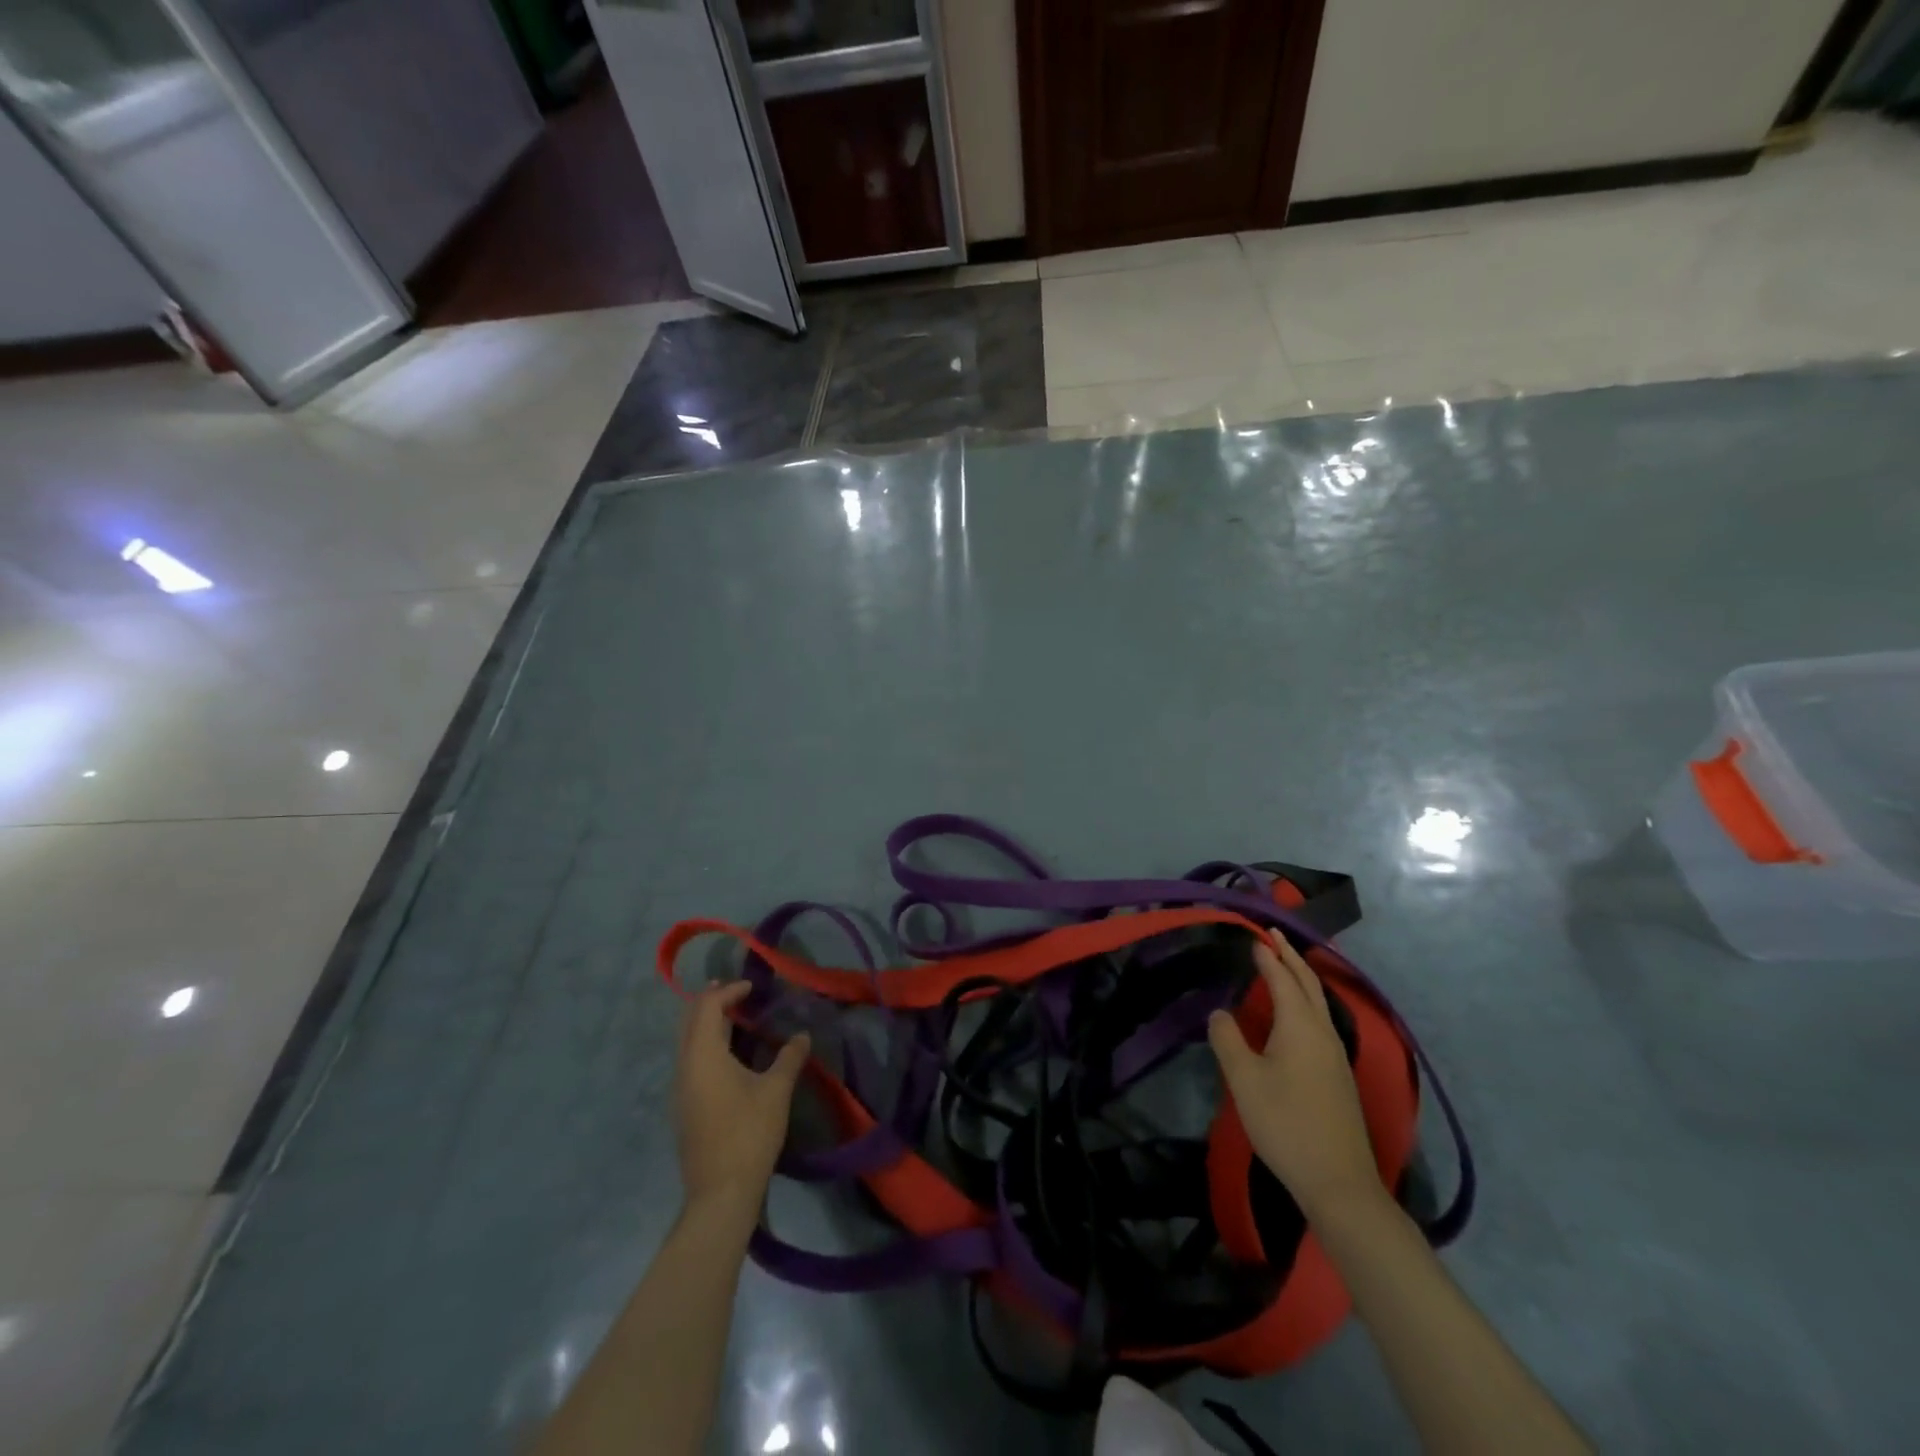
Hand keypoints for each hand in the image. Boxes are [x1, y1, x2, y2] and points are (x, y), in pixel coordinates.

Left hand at [674, 983, 809, 1211]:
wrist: (720, 1193)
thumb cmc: (749, 1133)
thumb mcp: (776, 1091)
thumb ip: (789, 1058)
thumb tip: (802, 1035)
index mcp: (703, 1055)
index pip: (706, 1007)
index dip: (728, 991)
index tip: (752, 987)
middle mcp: (684, 1066)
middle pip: (690, 1021)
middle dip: (711, 1001)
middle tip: (736, 992)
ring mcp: (680, 1089)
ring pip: (687, 1042)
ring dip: (707, 1024)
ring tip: (735, 1018)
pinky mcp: (684, 1107)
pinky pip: (690, 1060)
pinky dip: (706, 1044)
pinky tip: (729, 1055)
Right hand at [1208, 932, 1382, 1219]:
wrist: (1339, 1183)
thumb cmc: (1286, 1123)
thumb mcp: (1244, 1079)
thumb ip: (1227, 1039)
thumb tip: (1220, 1012)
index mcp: (1300, 1025)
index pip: (1283, 978)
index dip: (1268, 956)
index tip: (1255, 935)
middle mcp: (1323, 1032)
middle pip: (1309, 984)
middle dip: (1291, 957)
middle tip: (1274, 936)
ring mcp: (1335, 1055)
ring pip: (1318, 1003)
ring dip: (1301, 978)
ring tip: (1283, 965)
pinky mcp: (1337, 1075)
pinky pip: (1320, 1021)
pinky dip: (1306, 1002)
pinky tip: (1295, 1015)